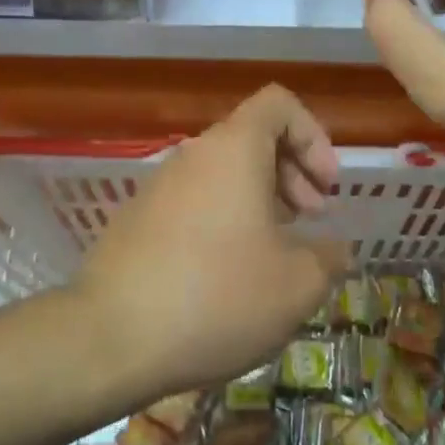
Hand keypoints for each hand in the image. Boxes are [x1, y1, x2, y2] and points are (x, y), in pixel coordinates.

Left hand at [75, 85, 349, 397]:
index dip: (314, 136)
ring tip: (276, 252)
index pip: (279, 104)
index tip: (326, 187)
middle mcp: (192, 156)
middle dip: (293, 172)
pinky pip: (195, 202)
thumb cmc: (217, 298)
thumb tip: (334, 250)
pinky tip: (230, 274)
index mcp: (233, 150)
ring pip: (223, 174)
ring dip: (260, 201)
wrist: (110, 340)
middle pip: (252, 138)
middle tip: (312, 219)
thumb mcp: (297, 285)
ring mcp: (158, 187)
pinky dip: (225, 221)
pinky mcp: (136, 220)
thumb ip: (328, 257)